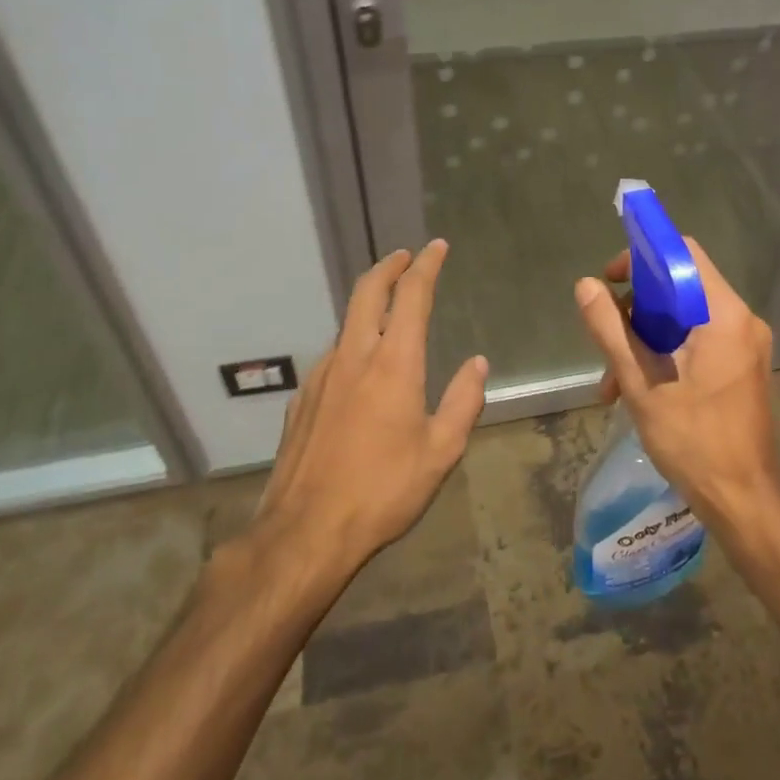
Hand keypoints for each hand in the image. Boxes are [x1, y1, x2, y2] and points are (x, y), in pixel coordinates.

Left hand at [242, 240, 487, 578]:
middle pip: (366, 292)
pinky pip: (332, 357)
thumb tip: (478, 364)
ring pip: (346, 324)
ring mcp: (321, 376)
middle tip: (404, 256)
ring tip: (388, 314)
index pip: (411, 296)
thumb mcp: (441, 451)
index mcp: (394, 363)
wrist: (306, 531)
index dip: (426, 266)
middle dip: (388, 267)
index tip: (436, 247)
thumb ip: (463, 401)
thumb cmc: (384, 490)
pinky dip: (352, 344)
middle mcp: (353, 357)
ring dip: (368, 305)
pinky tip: (361, 371)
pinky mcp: (302, 400)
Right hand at [573, 240, 779, 530]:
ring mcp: (744, 344)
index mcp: (724, 316)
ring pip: (685, 318)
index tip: (610, 280)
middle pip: (682, 287)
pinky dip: (665, 354)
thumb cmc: (693, 440)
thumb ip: (611, 330)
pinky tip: (635, 389)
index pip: (683, 255)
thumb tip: (586, 286)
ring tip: (612, 382)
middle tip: (607, 341)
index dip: (642, 257)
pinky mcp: (740, 365)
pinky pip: (698, 341)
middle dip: (637, 310)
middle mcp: (741, 320)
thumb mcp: (641, 383)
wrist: (743, 499)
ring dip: (645, 339)